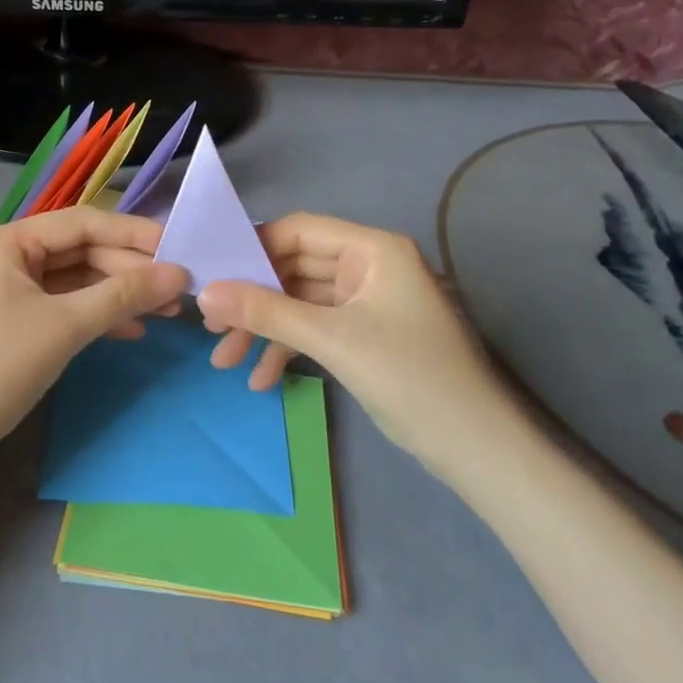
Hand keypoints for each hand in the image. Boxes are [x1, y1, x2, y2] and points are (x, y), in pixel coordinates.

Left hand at [0, 207, 188, 466]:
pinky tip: (132, 330)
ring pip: (78, 281)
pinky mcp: (17, 322)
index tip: (179, 248)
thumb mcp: (66, 325)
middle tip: (179, 289)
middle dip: (129, 270)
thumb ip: (124, 295)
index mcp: (10, 241)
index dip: (133, 234)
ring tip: (166, 311)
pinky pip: (66, 306)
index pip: (83, 223)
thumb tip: (179, 274)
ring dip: (119, 294)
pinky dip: (98, 316)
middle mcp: (9, 256)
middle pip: (82, 251)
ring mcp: (12, 290)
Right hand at [197, 213, 510, 479]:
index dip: (253, 249)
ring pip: (300, 303)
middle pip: (294, 269)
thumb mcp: (332, 341)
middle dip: (253, 300)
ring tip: (226, 362)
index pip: (299, 231)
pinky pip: (315, 329)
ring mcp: (367, 302)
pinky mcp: (364, 335)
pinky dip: (289, 349)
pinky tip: (262, 380)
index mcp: (373, 249)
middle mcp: (369, 266)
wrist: (478, 452)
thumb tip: (204, 294)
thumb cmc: (410, 378)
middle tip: (211, 326)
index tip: (212, 274)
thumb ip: (266, 312)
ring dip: (265, 330)